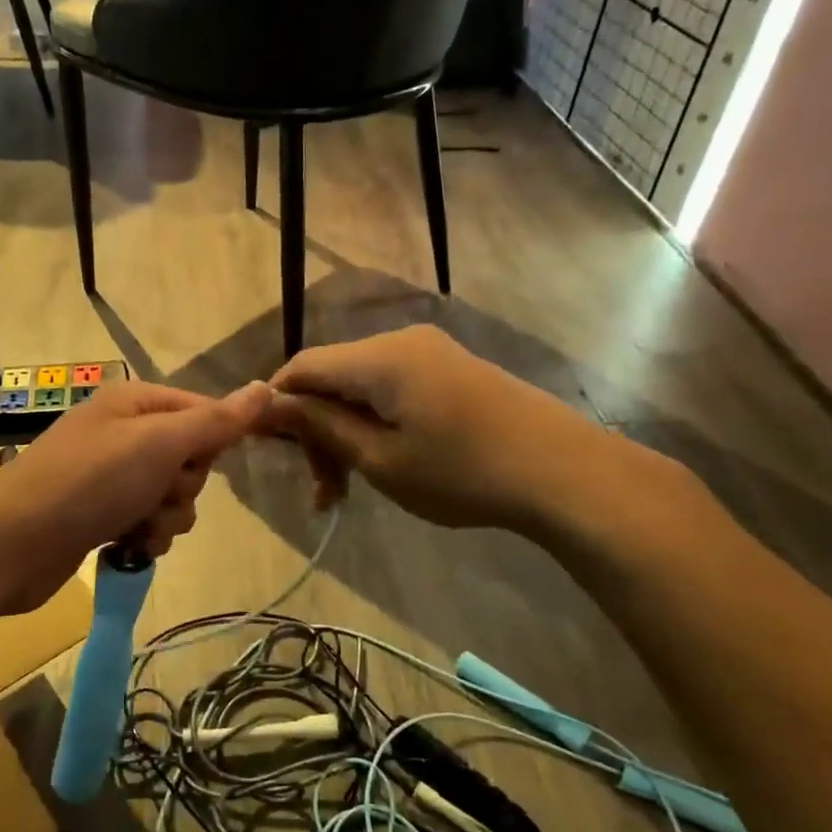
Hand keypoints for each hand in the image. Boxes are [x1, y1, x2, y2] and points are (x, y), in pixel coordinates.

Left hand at [0, 380, 271, 618]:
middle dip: (182, 486)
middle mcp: (124, 433)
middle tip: (154, 493)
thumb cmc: (88, 482)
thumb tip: (266, 388)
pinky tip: (126, 545)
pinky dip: (145, 536)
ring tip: (136, 526)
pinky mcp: (102, 515)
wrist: (11, 545)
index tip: (199, 464)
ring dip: (165, 517)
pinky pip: (149, 522)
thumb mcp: (159, 444)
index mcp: (136, 403)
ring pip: (173, 496)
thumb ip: (215, 421)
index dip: (211, 443)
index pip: (203, 412)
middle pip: (190, 459)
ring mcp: (111, 476)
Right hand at [264, 325, 642, 537]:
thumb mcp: (380, 458)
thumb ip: (321, 427)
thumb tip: (271, 404)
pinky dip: (376, 422)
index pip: (302, 366)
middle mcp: (400, 341)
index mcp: (377, 358)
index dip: (276, 404)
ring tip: (348, 488)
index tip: (267, 450)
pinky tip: (385, 461)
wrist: (564, 472)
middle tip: (321, 489)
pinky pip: (394, 388)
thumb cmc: (461, 472)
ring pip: (363, 385)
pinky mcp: (453, 369)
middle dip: (315, 429)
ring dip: (346, 431)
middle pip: (332, 376)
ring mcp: (431, 352)